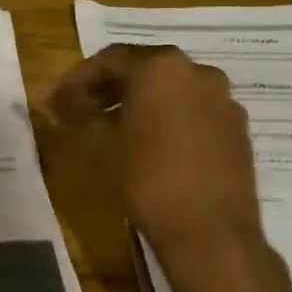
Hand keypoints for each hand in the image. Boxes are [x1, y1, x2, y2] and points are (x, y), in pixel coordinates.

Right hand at [44, 44, 263, 257]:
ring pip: (171, 91)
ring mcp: (223, 100)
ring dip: (138, 103)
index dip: (77, 78)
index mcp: (162, 66)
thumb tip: (53, 98)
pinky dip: (167, 119)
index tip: (56, 100)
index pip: (110, 58)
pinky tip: (150, 146)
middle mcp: (198, 71)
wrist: (211, 233)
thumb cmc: (147, 178)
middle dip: (108, 88)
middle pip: (143, 70)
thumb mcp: (100, 142)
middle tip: (80, 110)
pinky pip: (193, 112)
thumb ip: (76, 111)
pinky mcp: (237, 129)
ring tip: (112, 129)